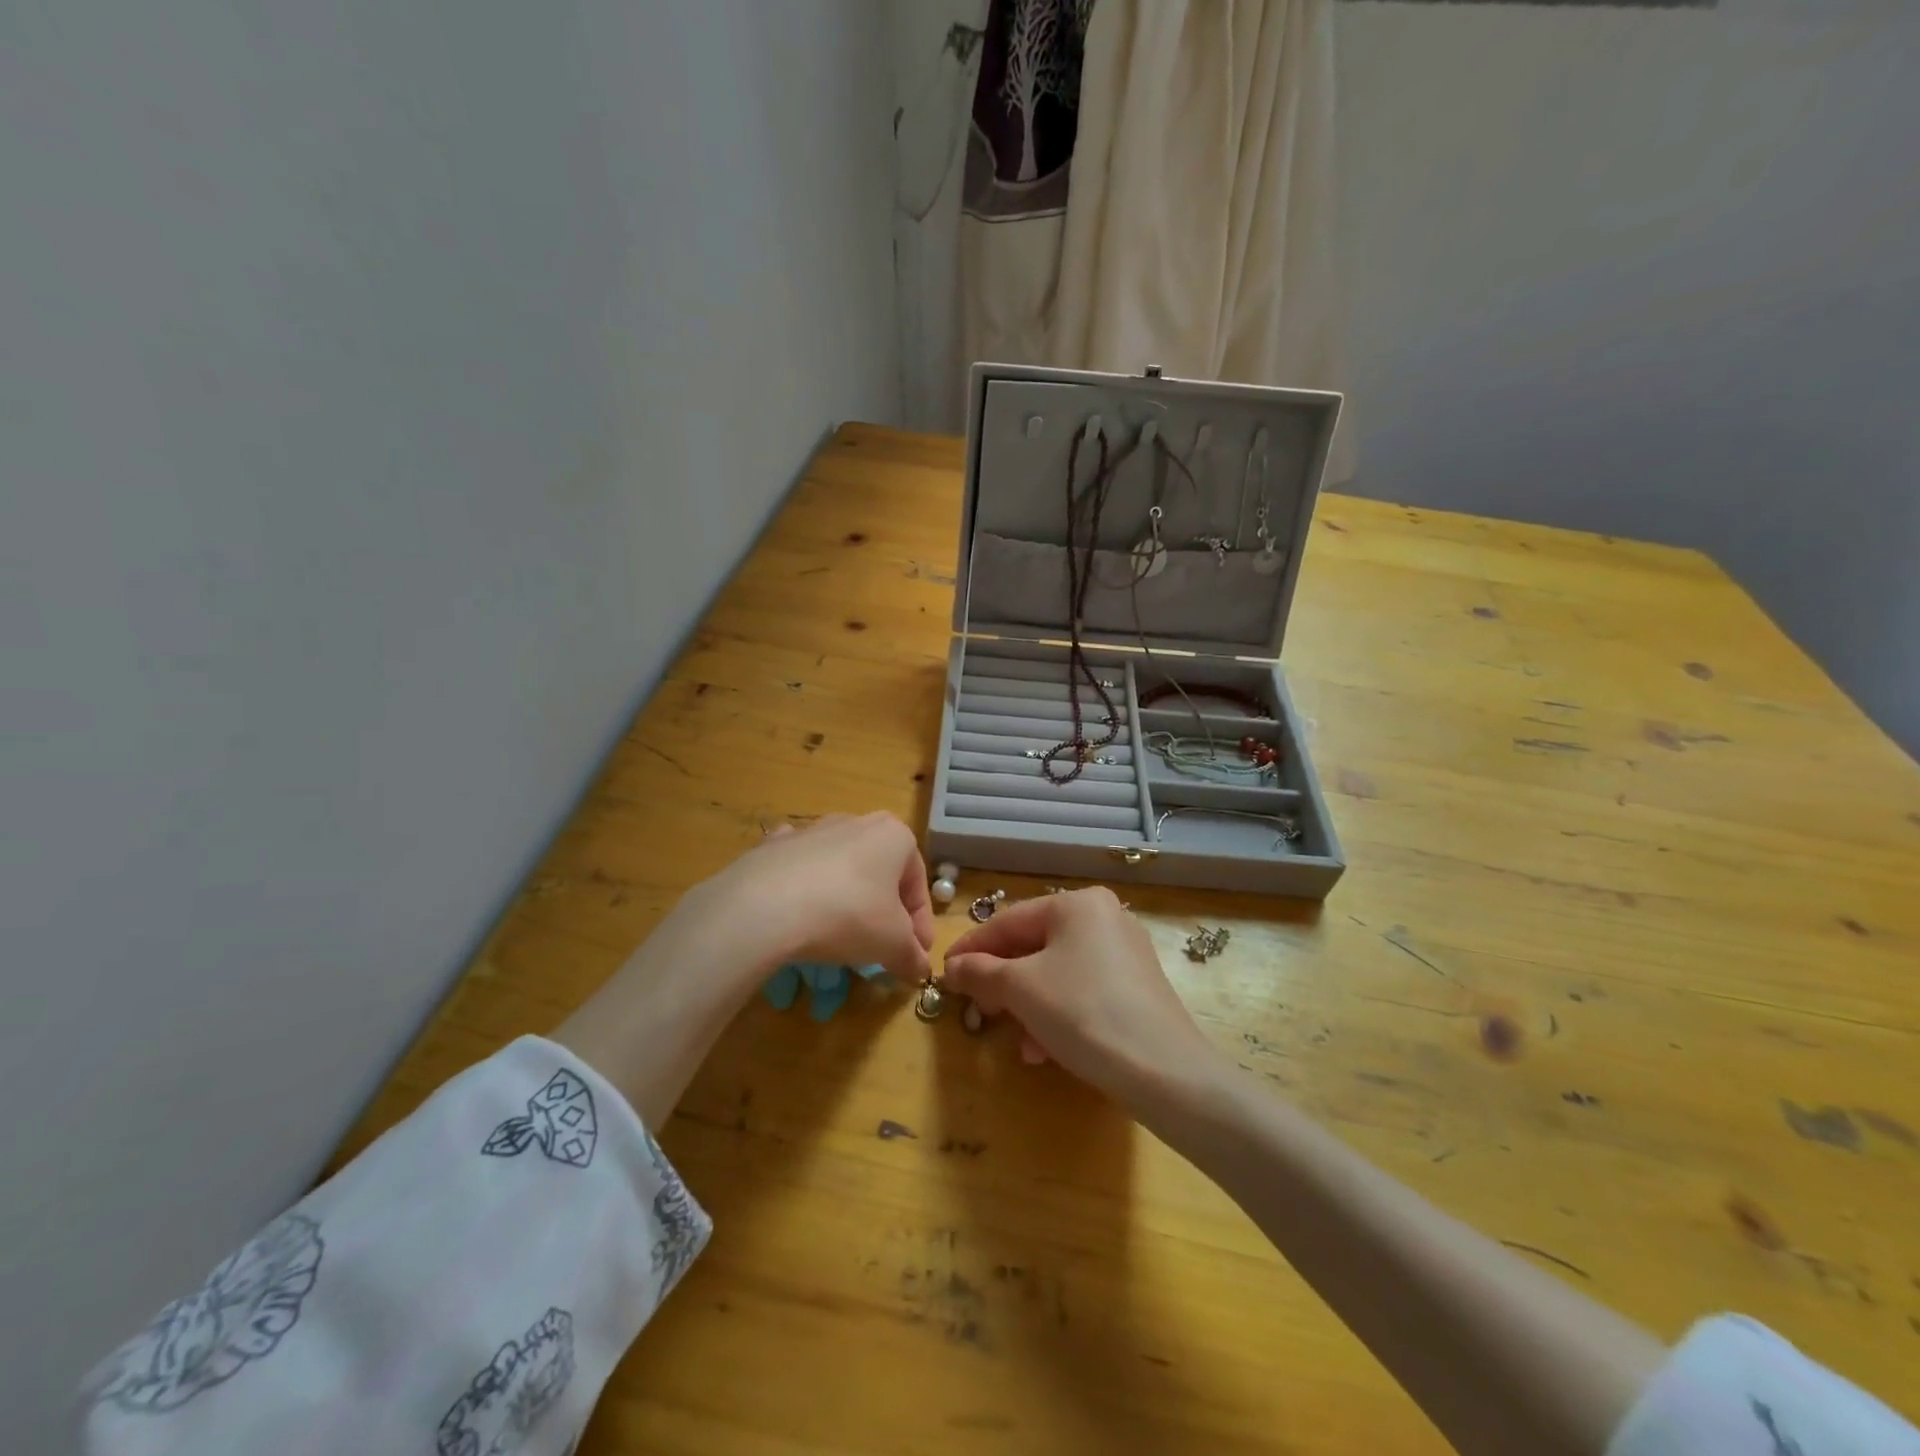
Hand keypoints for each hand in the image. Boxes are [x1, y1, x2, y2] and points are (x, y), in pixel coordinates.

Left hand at [693, 812, 934, 984]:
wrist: (766, 905)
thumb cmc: (849, 915)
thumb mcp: (893, 944)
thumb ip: (912, 956)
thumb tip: (920, 970)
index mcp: (894, 836)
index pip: (918, 884)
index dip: (920, 925)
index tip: (914, 956)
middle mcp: (856, 822)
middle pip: (880, 872)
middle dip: (884, 909)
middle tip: (881, 946)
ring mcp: (812, 829)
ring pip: (840, 866)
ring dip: (846, 897)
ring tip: (838, 936)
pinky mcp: (774, 845)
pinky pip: (798, 866)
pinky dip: (803, 884)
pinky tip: (798, 910)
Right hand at [941, 887, 1223, 1114]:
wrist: (1165, 1072)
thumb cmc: (1083, 1013)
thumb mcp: (1021, 989)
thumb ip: (980, 972)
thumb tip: (952, 967)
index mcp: (1077, 904)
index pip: (1009, 921)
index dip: (972, 948)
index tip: (944, 972)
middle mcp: (1104, 917)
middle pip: (1034, 947)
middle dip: (1003, 984)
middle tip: (978, 1009)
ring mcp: (1125, 952)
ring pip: (1057, 973)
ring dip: (1028, 1006)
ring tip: (1017, 1041)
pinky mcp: (1138, 986)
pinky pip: (1082, 990)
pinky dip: (1058, 1013)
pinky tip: (1045, 1049)